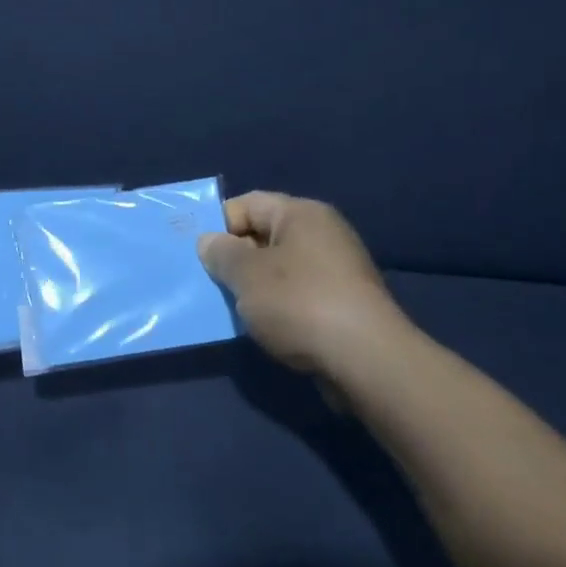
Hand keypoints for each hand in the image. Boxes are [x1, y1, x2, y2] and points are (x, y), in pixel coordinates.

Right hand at [198, 192, 414, 374]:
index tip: (198, 254)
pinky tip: (264, 328)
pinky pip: (298, 296)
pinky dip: (278, 308)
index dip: (218, 225)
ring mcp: (338, 271)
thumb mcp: (246, 275)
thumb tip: (210, 242)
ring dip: (255, 288)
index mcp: (301, 214)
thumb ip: (221, 254)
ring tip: (232, 309)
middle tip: (209, 282)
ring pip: (280, 270)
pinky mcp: (345, 306)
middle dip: (235, 259)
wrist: (367, 362)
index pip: (248, 204)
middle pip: (264, 236)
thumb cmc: (300, 303)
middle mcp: (323, 234)